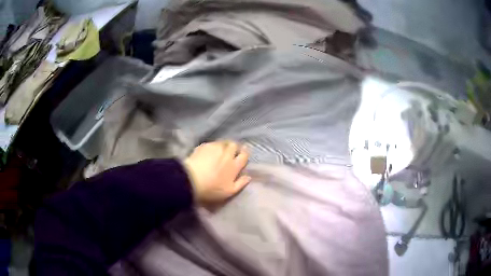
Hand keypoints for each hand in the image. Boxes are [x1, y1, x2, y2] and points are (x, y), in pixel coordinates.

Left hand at [183, 141, 250, 206]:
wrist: (190, 180)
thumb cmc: (211, 189)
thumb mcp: (229, 192)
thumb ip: (241, 183)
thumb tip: (248, 176)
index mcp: (234, 165)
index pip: (244, 155)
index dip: (245, 153)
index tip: (244, 153)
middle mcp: (227, 154)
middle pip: (234, 145)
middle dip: (234, 147)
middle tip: (231, 151)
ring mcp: (215, 148)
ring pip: (223, 142)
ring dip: (224, 145)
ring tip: (221, 150)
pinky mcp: (203, 146)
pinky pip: (212, 143)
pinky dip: (213, 146)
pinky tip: (209, 151)